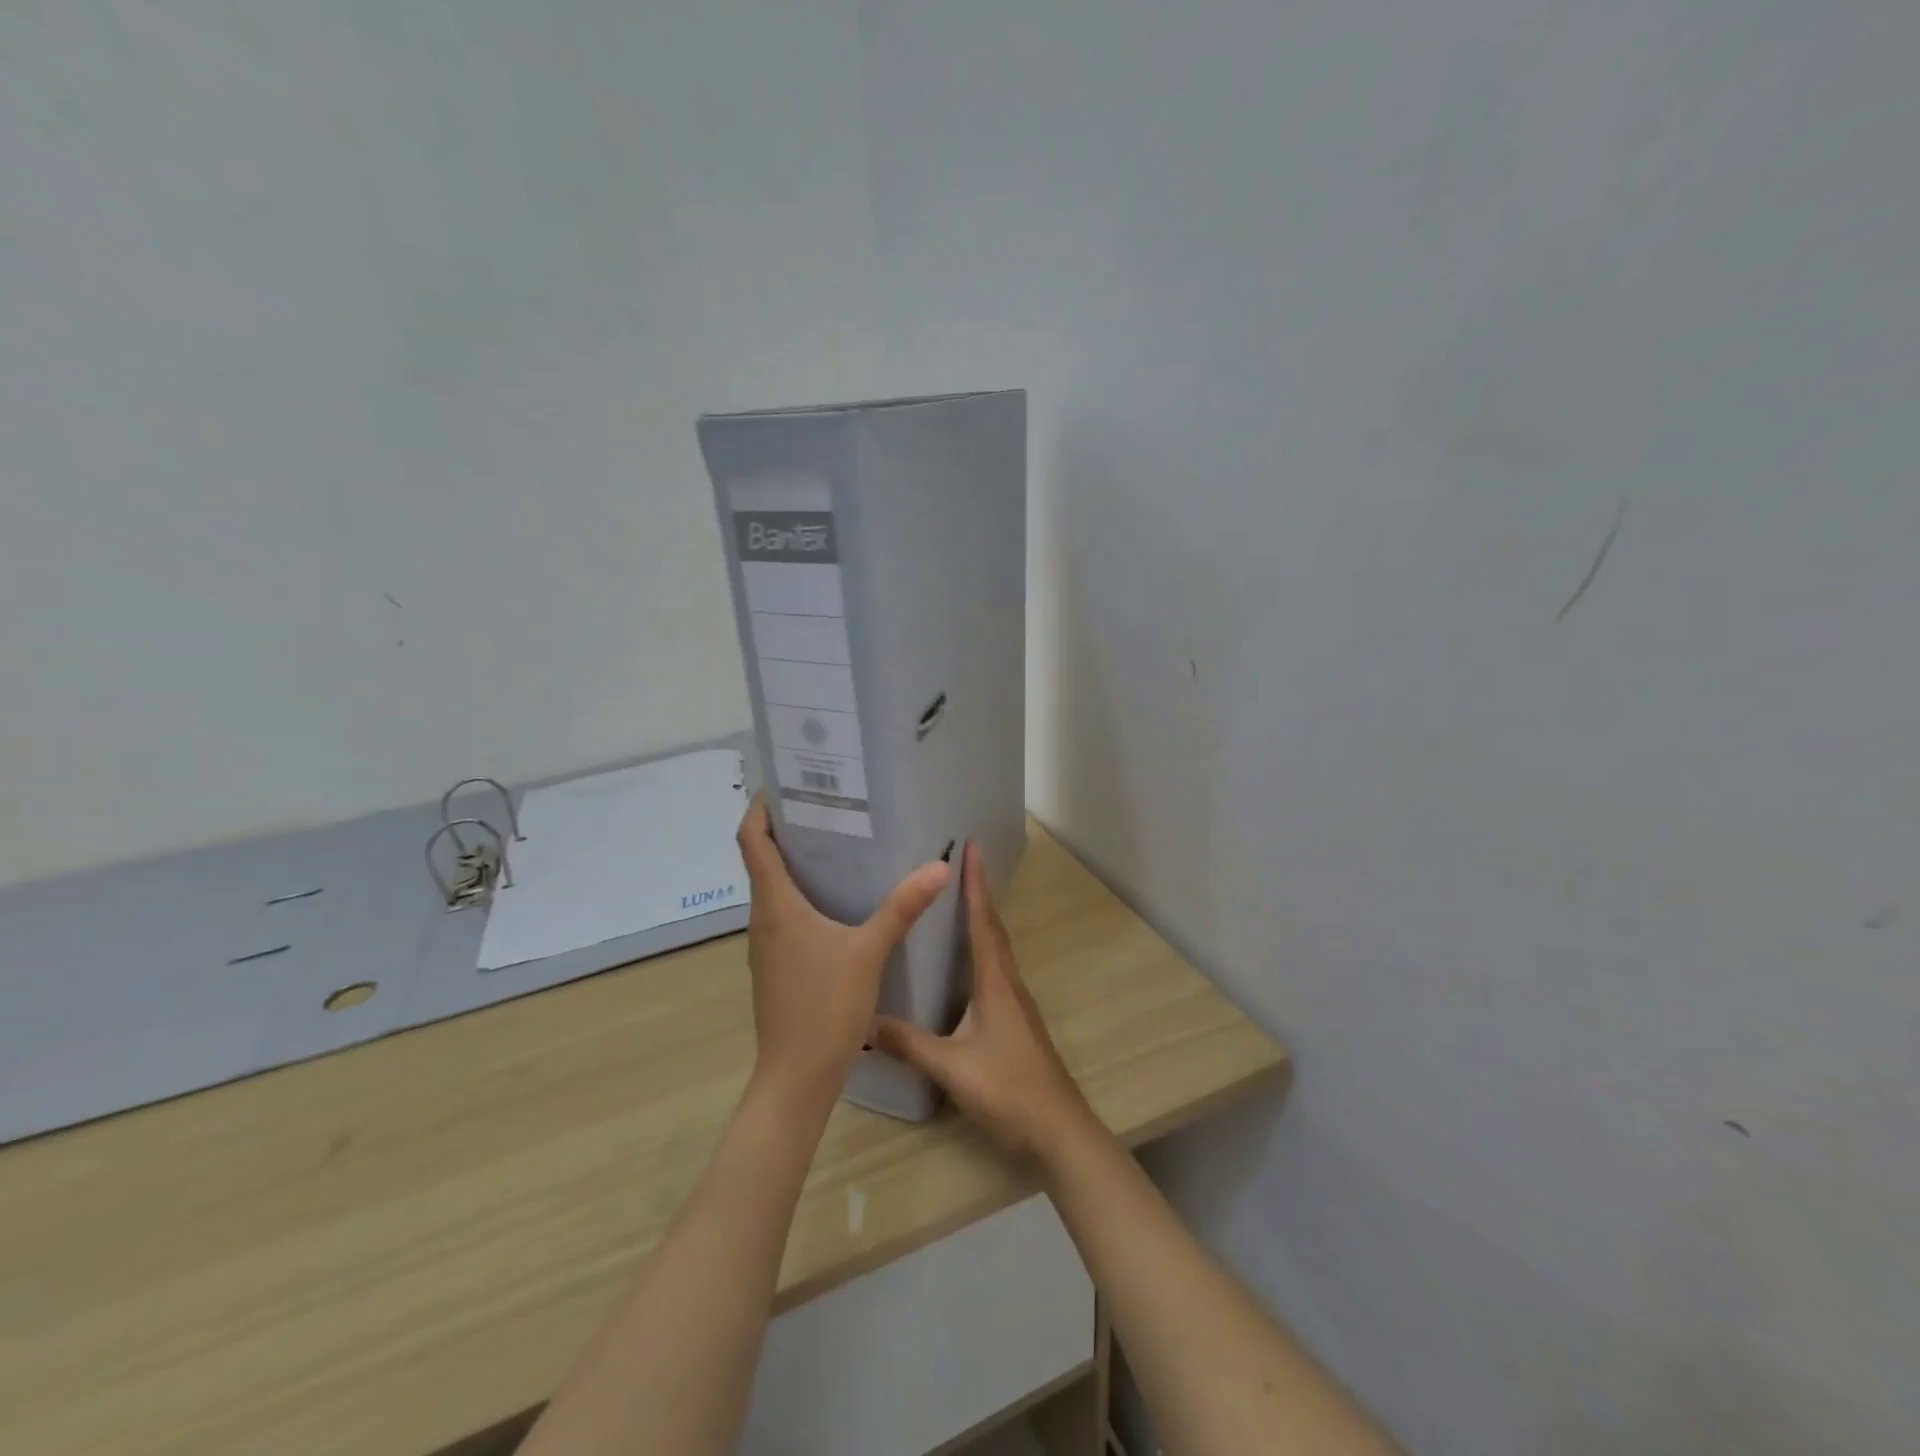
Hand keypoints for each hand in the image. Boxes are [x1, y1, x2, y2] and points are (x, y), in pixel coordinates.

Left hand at [736, 796, 949, 1110]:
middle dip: (787, 828)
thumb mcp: (870, 952)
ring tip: (838, 843)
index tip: (784, 784)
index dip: (760, 807)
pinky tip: (839, 900)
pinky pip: (784, 914)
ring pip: (774, 889)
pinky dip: (803, 894)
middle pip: (762, 859)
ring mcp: (767, 945)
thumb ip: (902, 908)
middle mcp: (763, 918)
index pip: (751, 840)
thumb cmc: (825, 1009)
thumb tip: (939, 866)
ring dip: (796, 862)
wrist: (796, 1079)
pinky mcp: (778, 965)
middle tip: (827, 805)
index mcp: (775, 905)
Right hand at [873, 842, 1096, 1159]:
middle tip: (961, 863)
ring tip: (958, 902)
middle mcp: (1009, 984)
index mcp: (996, 983)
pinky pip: (997, 971)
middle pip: (993, 929)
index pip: (983, 923)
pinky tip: (966, 964)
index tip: (972, 847)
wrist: (1058, 1132)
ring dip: (982, 921)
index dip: (976, 884)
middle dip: (979, 894)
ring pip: (997, 950)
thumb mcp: (952, 1068)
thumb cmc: (1008, 1091)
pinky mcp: (1016, 1023)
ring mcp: (1016, 1004)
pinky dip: (983, 951)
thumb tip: (863, 1023)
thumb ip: (909, 1044)